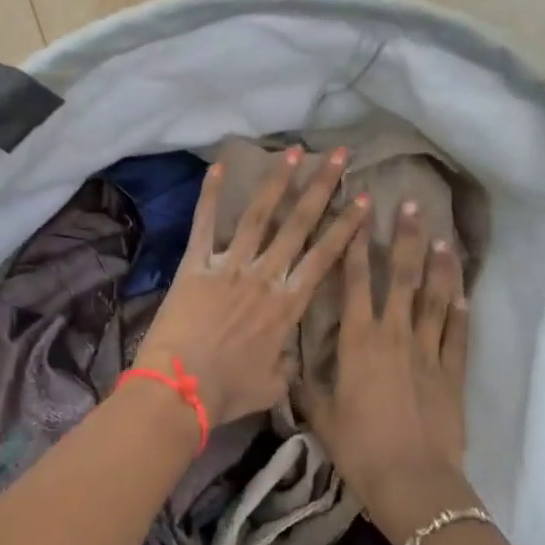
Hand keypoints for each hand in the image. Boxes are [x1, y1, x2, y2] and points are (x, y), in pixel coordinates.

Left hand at [135, 146, 368, 429]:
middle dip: (321, 188)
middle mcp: (265, 277)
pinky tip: (218, 166)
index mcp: (288, 305)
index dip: (347, 226)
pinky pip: (204, 224)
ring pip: (259, 216)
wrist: (180, 390)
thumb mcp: (272, 384)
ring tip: (294, 152)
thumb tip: (290, 354)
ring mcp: (229, 267)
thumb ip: (287, 363)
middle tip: (339, 156)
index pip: (325, 257)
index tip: (365, 198)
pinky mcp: (195, 266)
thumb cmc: (228, 392)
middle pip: (299, 225)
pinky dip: (210, 195)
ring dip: (277, 182)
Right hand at [304, 199, 476, 544]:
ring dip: (439, 266)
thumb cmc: (358, 446)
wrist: (411, 479)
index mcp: (358, 340)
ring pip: (436, 298)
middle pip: (403, 277)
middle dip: (405, 238)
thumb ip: (305, 385)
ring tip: (443, 238)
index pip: (357, 280)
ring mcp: (428, 351)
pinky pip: (457, 334)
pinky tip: (463, 290)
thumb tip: (287, 366)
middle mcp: (395, 334)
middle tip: (412, 205)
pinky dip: (461, 310)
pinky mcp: (453, 373)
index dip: (357, 244)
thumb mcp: (321, 415)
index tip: (359, 212)